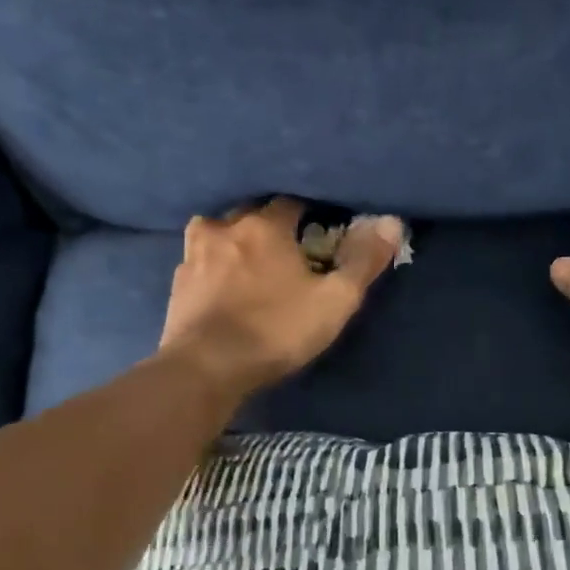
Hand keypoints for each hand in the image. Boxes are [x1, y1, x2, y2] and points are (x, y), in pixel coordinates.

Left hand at [159, 197, 404, 395]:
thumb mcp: (334, 300)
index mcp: (264, 225)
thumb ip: (363, 261)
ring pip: (218, 233)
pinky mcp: (177, 284)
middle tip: (287, 250)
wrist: (207, 368)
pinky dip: (213, 267)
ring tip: (249, 263)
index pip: (291, 202)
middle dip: (270, 225)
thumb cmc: (276, 330)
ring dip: (235, 241)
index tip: (320, 231)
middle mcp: (224, 228)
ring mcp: (194, 255)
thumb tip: (392, 223)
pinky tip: (220, 286)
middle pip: (252, 213)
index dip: (309, 214)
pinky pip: (199, 262)